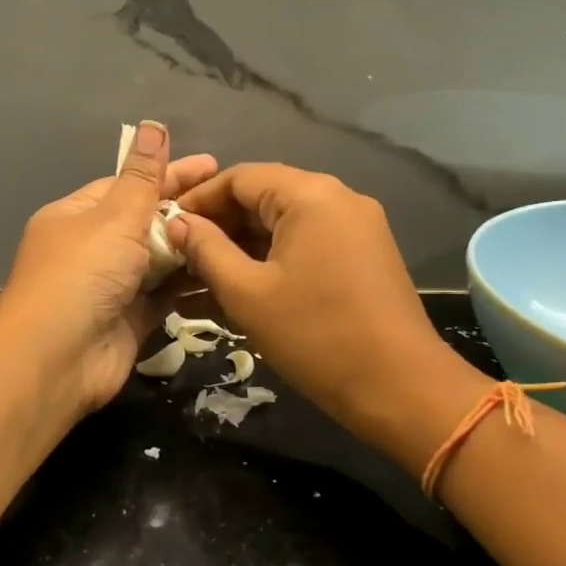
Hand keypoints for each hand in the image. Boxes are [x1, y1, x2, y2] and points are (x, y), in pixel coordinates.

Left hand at [0, 122, 217, 416]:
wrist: (57, 360)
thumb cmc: (82, 275)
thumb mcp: (114, 217)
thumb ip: (143, 177)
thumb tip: (152, 125)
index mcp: (77, 216)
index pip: (127, 186)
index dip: (169, 174)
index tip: (213, 166)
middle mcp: (92, 249)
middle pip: (146, 222)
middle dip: (187, 211)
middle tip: (236, 202)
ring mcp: (111, 287)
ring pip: (159, 260)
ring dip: (192, 248)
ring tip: (242, 234)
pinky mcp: (131, 320)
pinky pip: (165, 295)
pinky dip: (190, 284)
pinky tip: (225, 271)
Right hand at [171, 164, 487, 469]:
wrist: (400, 387)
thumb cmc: (315, 336)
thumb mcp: (246, 293)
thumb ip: (206, 249)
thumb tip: (177, 223)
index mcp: (310, 195)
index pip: (240, 177)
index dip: (198, 199)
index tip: (165, 225)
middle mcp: (338, 198)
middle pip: (263, 197)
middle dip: (218, 225)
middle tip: (178, 255)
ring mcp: (356, 227)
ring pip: (284, 224)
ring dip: (242, 246)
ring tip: (198, 275)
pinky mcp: (364, 255)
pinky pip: (307, 244)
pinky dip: (272, 259)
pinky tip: (239, 285)